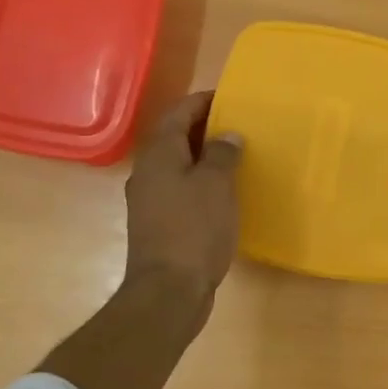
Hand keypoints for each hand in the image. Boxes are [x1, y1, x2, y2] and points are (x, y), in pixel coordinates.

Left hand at [123, 92, 243, 301]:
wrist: (168, 290)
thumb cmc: (194, 229)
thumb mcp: (216, 185)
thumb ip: (223, 154)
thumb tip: (227, 135)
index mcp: (159, 153)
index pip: (179, 112)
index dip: (204, 102)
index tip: (231, 97)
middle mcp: (148, 171)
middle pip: (175, 137)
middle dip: (205, 128)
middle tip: (239, 125)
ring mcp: (150, 200)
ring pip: (178, 165)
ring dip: (203, 157)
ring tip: (236, 156)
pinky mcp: (158, 223)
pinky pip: (180, 189)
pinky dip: (200, 182)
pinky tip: (223, 192)